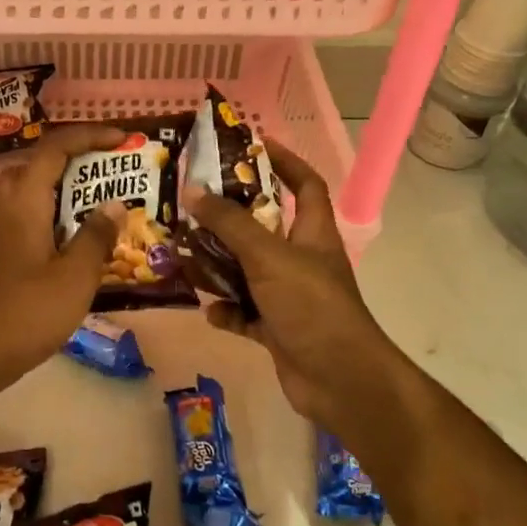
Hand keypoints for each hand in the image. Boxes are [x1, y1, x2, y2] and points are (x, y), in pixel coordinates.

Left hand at [0, 124, 126, 397]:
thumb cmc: (27, 312)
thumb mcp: (76, 276)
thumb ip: (97, 235)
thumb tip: (114, 204)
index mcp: (24, 199)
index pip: (56, 146)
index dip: (90, 136)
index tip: (123, 141)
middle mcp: (5, 203)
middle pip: (42, 163)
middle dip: (79, 159)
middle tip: (114, 171)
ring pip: (33, 188)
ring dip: (66, 186)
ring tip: (100, 202)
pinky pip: (27, 212)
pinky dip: (53, 211)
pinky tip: (75, 238)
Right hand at [181, 142, 416, 444]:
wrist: (340, 380)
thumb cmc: (311, 305)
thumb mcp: (268, 256)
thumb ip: (230, 224)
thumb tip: (193, 190)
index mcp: (312, 233)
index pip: (304, 184)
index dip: (284, 161)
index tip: (252, 145)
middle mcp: (302, 259)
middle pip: (266, 227)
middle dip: (232, 216)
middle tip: (195, 203)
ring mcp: (290, 296)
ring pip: (249, 271)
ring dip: (221, 265)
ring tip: (186, 253)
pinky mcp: (278, 329)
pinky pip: (245, 313)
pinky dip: (228, 311)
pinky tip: (209, 310)